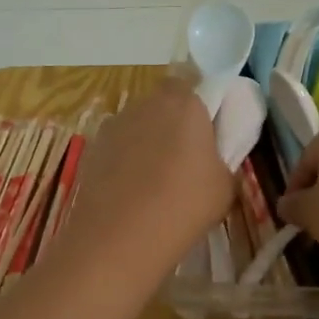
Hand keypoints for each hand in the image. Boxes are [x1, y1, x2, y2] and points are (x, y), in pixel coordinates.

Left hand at [61, 80, 234, 283]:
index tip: (207, 129)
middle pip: (162, 102)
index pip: (192, 80)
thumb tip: (214, 158)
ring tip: (155, 180)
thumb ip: (223, 159)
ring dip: (146, 141)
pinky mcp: (93, 149)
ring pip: (137, 124)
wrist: (119, 238)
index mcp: (185, 104)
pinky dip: (124, 161)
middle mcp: (146, 104)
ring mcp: (114, 125)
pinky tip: (131, 192)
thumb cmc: (184, 206)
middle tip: (185, 157)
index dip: (199, 102)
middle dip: (172, 122)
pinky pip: (117, 147)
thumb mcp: (226, 186)